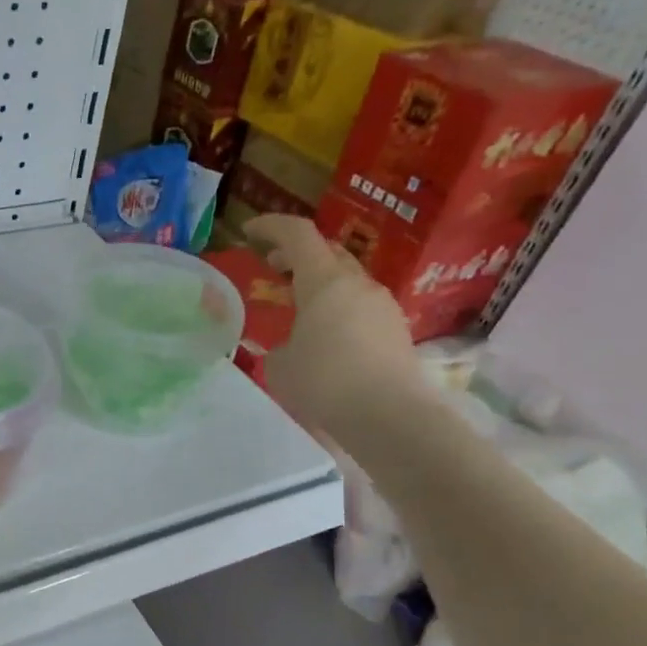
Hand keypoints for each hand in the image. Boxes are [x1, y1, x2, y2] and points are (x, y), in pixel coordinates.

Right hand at [245, 215, 430, 446]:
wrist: (391, 418)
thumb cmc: (325, 383)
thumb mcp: (280, 366)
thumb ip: (278, 347)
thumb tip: (288, 348)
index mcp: (325, 281)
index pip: (298, 234)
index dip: (271, 226)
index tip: (250, 231)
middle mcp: (358, 285)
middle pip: (327, 253)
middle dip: (297, 255)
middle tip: (273, 267)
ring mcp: (383, 307)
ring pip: (347, 282)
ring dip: (320, 285)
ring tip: (297, 308)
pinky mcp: (397, 332)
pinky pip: (361, 309)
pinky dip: (338, 311)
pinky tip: (325, 339)